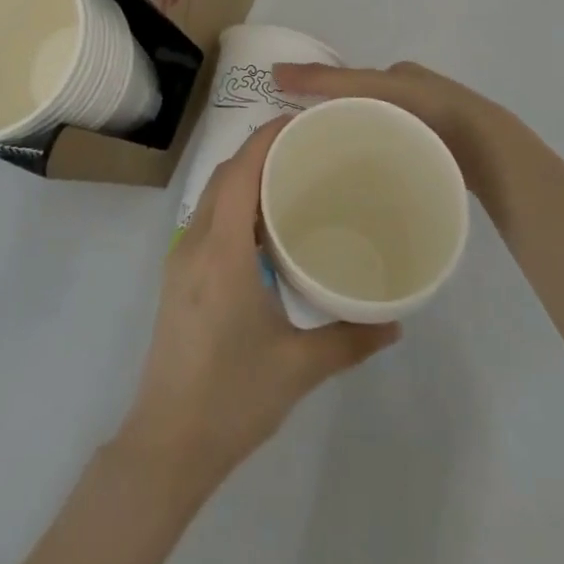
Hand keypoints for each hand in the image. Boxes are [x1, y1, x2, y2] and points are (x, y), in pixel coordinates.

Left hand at [117, 115, 399, 489]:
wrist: (167, 444)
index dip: (267, 137)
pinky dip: (235, 203)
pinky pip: (208, 219)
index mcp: (222, 250)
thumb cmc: (232, 398)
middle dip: (260, 150)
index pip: (240, 171)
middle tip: (306, 146)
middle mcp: (195, 242)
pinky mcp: (179, 278)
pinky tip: (264, 226)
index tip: (301, 119)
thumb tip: (396, 321)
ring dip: (245, 176)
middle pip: (225, 174)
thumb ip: (350, 339)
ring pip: (213, 195)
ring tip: (291, 177)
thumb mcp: (298, 367)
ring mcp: (181, 259)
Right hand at [272, 60, 503, 178]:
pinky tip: (371, 186)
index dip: (326, 99)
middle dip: (344, 127)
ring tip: (335, 175)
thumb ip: (327, 83)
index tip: (300, 124)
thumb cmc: (429, 110)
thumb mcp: (372, 89)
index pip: (353, 85)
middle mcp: (415, 96)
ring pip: (384, 135)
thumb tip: (275, 72)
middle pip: (367, 111)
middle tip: (312, 154)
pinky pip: (402, 156)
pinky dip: (384, 163)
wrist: (487, 149)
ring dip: (363, 148)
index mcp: (399, 76)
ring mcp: (431, 126)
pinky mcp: (441, 154)